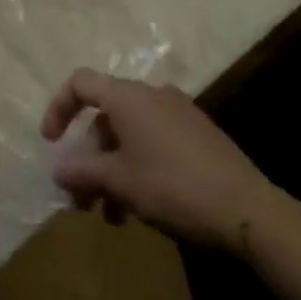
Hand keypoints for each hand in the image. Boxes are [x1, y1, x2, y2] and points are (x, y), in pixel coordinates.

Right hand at [42, 68, 279, 252]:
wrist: (249, 210)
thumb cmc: (173, 188)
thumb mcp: (120, 183)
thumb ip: (83, 172)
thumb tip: (58, 169)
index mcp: (128, 96)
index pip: (80, 83)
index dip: (59, 108)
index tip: (51, 143)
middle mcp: (151, 94)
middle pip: (105, 115)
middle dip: (89, 156)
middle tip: (83, 198)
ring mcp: (178, 112)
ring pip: (130, 133)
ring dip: (114, 168)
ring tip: (113, 216)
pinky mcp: (198, 133)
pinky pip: (154, 139)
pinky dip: (138, 165)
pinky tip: (143, 206)